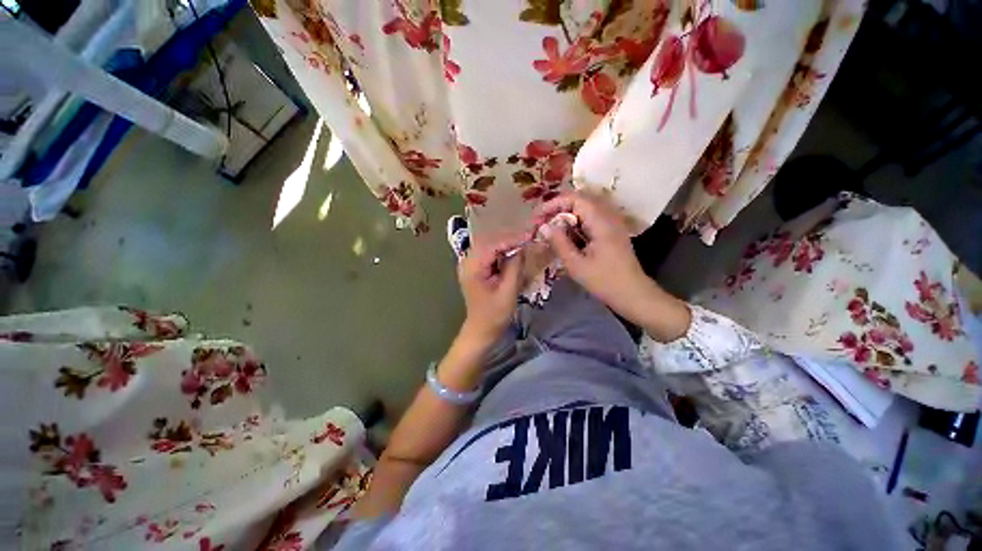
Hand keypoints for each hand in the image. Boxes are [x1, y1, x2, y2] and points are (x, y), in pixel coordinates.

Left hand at [457, 233, 526, 344]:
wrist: (481, 330)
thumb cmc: (494, 314)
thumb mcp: (507, 291)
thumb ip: (514, 267)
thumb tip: (522, 247)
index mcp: (472, 268)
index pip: (492, 245)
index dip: (511, 239)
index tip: (529, 236)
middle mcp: (467, 262)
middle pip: (489, 242)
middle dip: (509, 239)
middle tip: (528, 237)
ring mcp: (470, 265)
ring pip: (489, 246)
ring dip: (506, 244)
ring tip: (524, 242)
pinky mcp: (475, 269)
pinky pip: (489, 254)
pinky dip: (502, 252)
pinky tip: (514, 252)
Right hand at [534, 192, 687, 339]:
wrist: (633, 294)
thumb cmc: (604, 281)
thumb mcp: (576, 264)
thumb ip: (559, 243)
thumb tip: (543, 226)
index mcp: (601, 222)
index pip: (575, 198)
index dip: (554, 203)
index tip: (538, 216)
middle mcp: (609, 216)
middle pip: (580, 201)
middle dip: (558, 208)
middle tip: (542, 223)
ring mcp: (612, 223)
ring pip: (585, 209)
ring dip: (567, 215)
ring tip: (551, 229)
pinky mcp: (612, 231)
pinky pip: (591, 218)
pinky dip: (576, 223)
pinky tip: (567, 236)